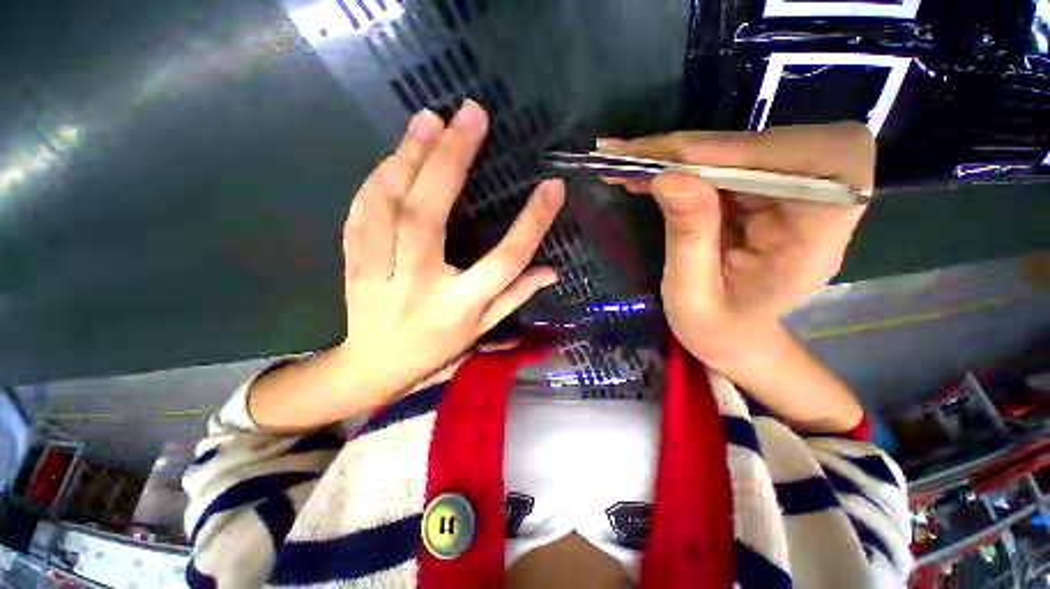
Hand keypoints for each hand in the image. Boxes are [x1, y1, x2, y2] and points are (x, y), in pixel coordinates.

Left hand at [337, 100, 563, 403]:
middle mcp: (419, 286)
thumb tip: (552, 270)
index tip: (552, 187)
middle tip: (469, 116)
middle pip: (430, 217)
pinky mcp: (353, 263)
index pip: (504, 261)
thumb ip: (515, 296)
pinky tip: (396, 155)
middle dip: (450, 161)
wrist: (374, 366)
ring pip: (387, 208)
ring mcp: (378, 273)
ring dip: (408, 158)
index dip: (532, 223)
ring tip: (430, 120)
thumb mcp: (483, 329)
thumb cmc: (437, 348)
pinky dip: (377, 180)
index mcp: (460, 306)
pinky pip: (361, 213)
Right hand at [600, 123, 873, 369]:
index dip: (744, 153)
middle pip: (774, 147)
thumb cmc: (718, 329)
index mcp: (817, 242)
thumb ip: (688, 237)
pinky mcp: (763, 192)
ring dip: (682, 154)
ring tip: (630, 163)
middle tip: (635, 155)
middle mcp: (816, 206)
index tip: (676, 160)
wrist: (733, 336)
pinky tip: (647, 171)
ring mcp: (789, 194)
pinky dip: (683, 165)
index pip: (813, 166)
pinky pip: (725, 163)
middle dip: (698, 149)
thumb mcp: (692, 294)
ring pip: (742, 150)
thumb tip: (669, 176)